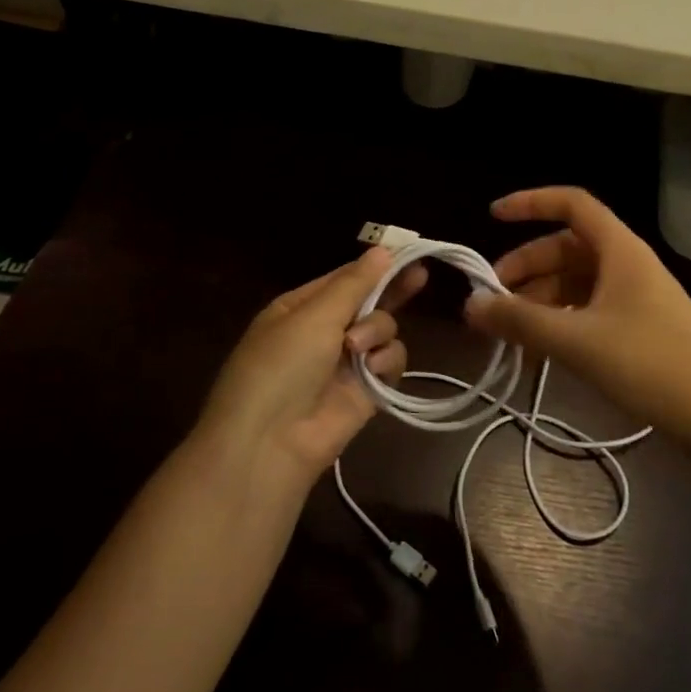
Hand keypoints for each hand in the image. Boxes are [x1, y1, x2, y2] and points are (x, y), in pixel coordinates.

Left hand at [200, 247, 426, 478]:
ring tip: (356, 348)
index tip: (406, 252)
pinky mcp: (365, 391)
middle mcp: (324, 331)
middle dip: (391, 291)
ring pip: (382, 330)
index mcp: (301, 307)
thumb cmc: (282, 365)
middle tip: (420, 276)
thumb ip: (354, 283)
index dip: (374, 266)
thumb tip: (382, 249)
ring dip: (376, 332)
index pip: (344, 278)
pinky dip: (385, 362)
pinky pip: (389, 362)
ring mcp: (345, 362)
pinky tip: (373, 369)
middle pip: (368, 302)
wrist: (270, 442)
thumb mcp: (313, 316)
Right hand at [462, 187, 690, 441]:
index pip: (571, 204)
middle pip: (564, 249)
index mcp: (619, 250)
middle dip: (524, 269)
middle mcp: (625, 264)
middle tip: (492, 301)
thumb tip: (470, 304)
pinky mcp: (637, 327)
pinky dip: (558, 323)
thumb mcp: (577, 341)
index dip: (531, 202)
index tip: (492, 217)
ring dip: (538, 302)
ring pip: (573, 283)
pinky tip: (539, 354)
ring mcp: (633, 297)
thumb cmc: (651, 365)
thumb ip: (520, 321)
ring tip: (509, 336)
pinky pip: (586, 310)